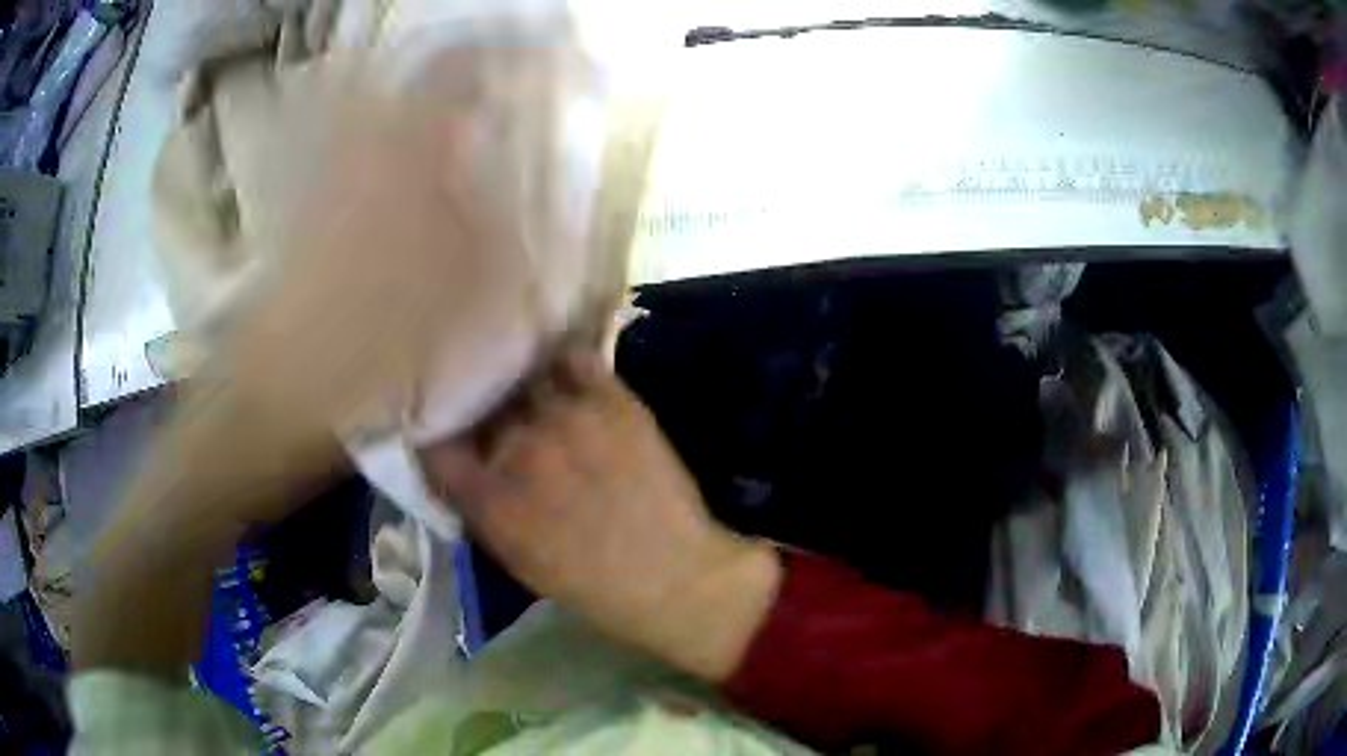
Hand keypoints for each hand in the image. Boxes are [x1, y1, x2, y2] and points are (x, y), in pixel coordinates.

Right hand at [421, 353, 780, 681]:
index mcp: (490, 498)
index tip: (446, 430)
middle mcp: (520, 449)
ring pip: (524, 376)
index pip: (435, 444)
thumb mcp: (513, 557)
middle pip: (481, 403)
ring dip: (520, 383)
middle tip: (491, 409)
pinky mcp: (612, 401)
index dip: (436, 433)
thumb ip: (478, 505)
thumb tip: (459, 463)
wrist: (670, 574)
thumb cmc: (587, 583)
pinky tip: (565, 374)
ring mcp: (567, 419)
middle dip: (480, 406)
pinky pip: (574, 360)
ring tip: (526, 385)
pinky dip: (564, 366)